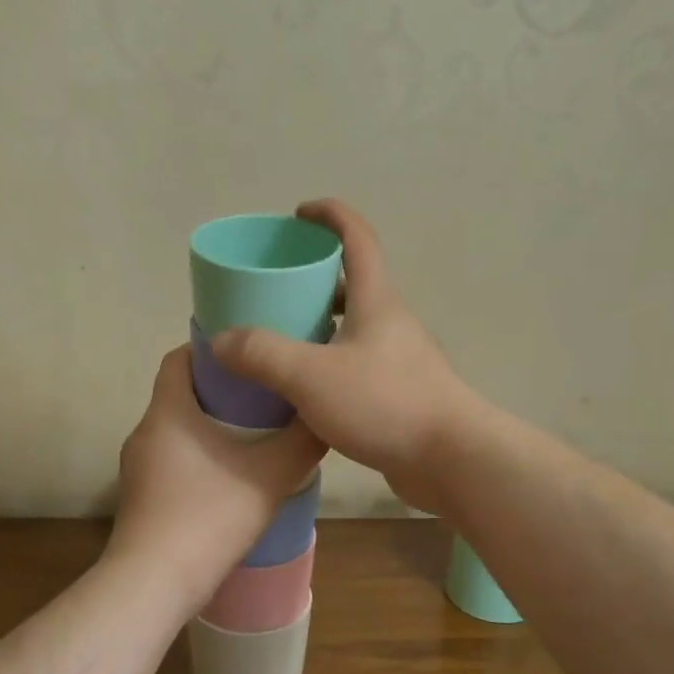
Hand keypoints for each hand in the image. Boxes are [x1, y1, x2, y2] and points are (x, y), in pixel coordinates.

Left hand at [108, 346, 325, 606]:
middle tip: (262, 394)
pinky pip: (171, 461)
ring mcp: (137, 468)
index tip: (246, 354)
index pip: (178, 358)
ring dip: (208, 426)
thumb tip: (324, 418)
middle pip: (179, 394)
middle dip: (218, 389)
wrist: (154, 583)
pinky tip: (229, 479)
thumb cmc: (210, 516)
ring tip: (252, 436)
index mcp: (168, 412)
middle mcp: (145, 432)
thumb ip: (302, 443)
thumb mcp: (270, 476)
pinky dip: (198, 457)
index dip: (209, 349)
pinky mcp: (140, 498)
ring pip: (176, 430)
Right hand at [211, 199, 480, 514]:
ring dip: (321, 324)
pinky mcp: (402, 392)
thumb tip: (221, 340)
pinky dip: (331, 362)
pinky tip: (306, 388)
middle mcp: (392, 322)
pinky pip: (359, 363)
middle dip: (315, 276)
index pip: (358, 237)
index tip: (299, 214)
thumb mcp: (311, 375)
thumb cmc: (384, 403)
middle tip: (275, 289)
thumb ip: (262, 354)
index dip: (330, 215)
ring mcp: (400, 358)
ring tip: (282, 339)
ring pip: (355, 326)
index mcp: (376, 300)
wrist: (452, 460)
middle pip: (353, 282)